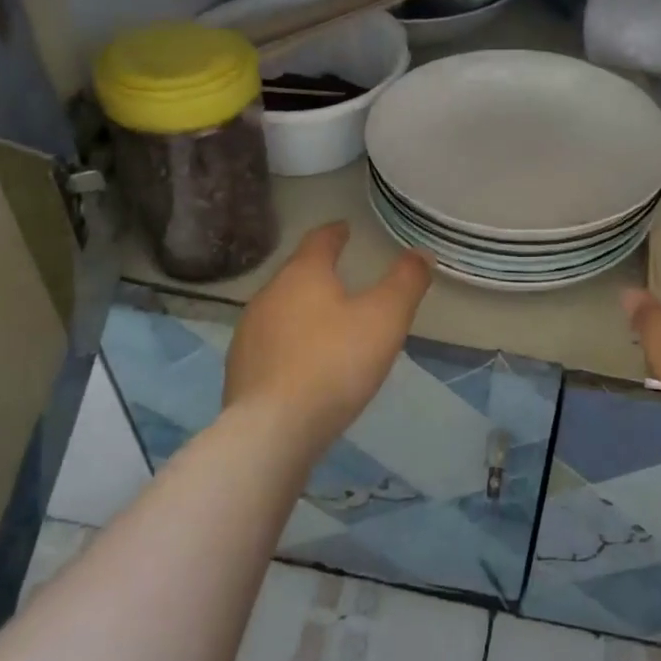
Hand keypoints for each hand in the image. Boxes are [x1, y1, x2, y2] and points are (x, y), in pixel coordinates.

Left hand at [225, 222, 431, 454]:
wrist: (272, 430)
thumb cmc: (335, 362)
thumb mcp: (385, 318)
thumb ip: (406, 282)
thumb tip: (420, 253)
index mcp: (302, 275)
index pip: (319, 241)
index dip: (335, 233)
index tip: (345, 229)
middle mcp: (268, 296)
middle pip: (297, 275)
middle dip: (319, 274)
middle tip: (344, 280)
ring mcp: (249, 334)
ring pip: (281, 311)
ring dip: (304, 312)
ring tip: (327, 326)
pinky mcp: (240, 371)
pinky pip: (272, 346)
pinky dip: (290, 345)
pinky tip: (304, 366)